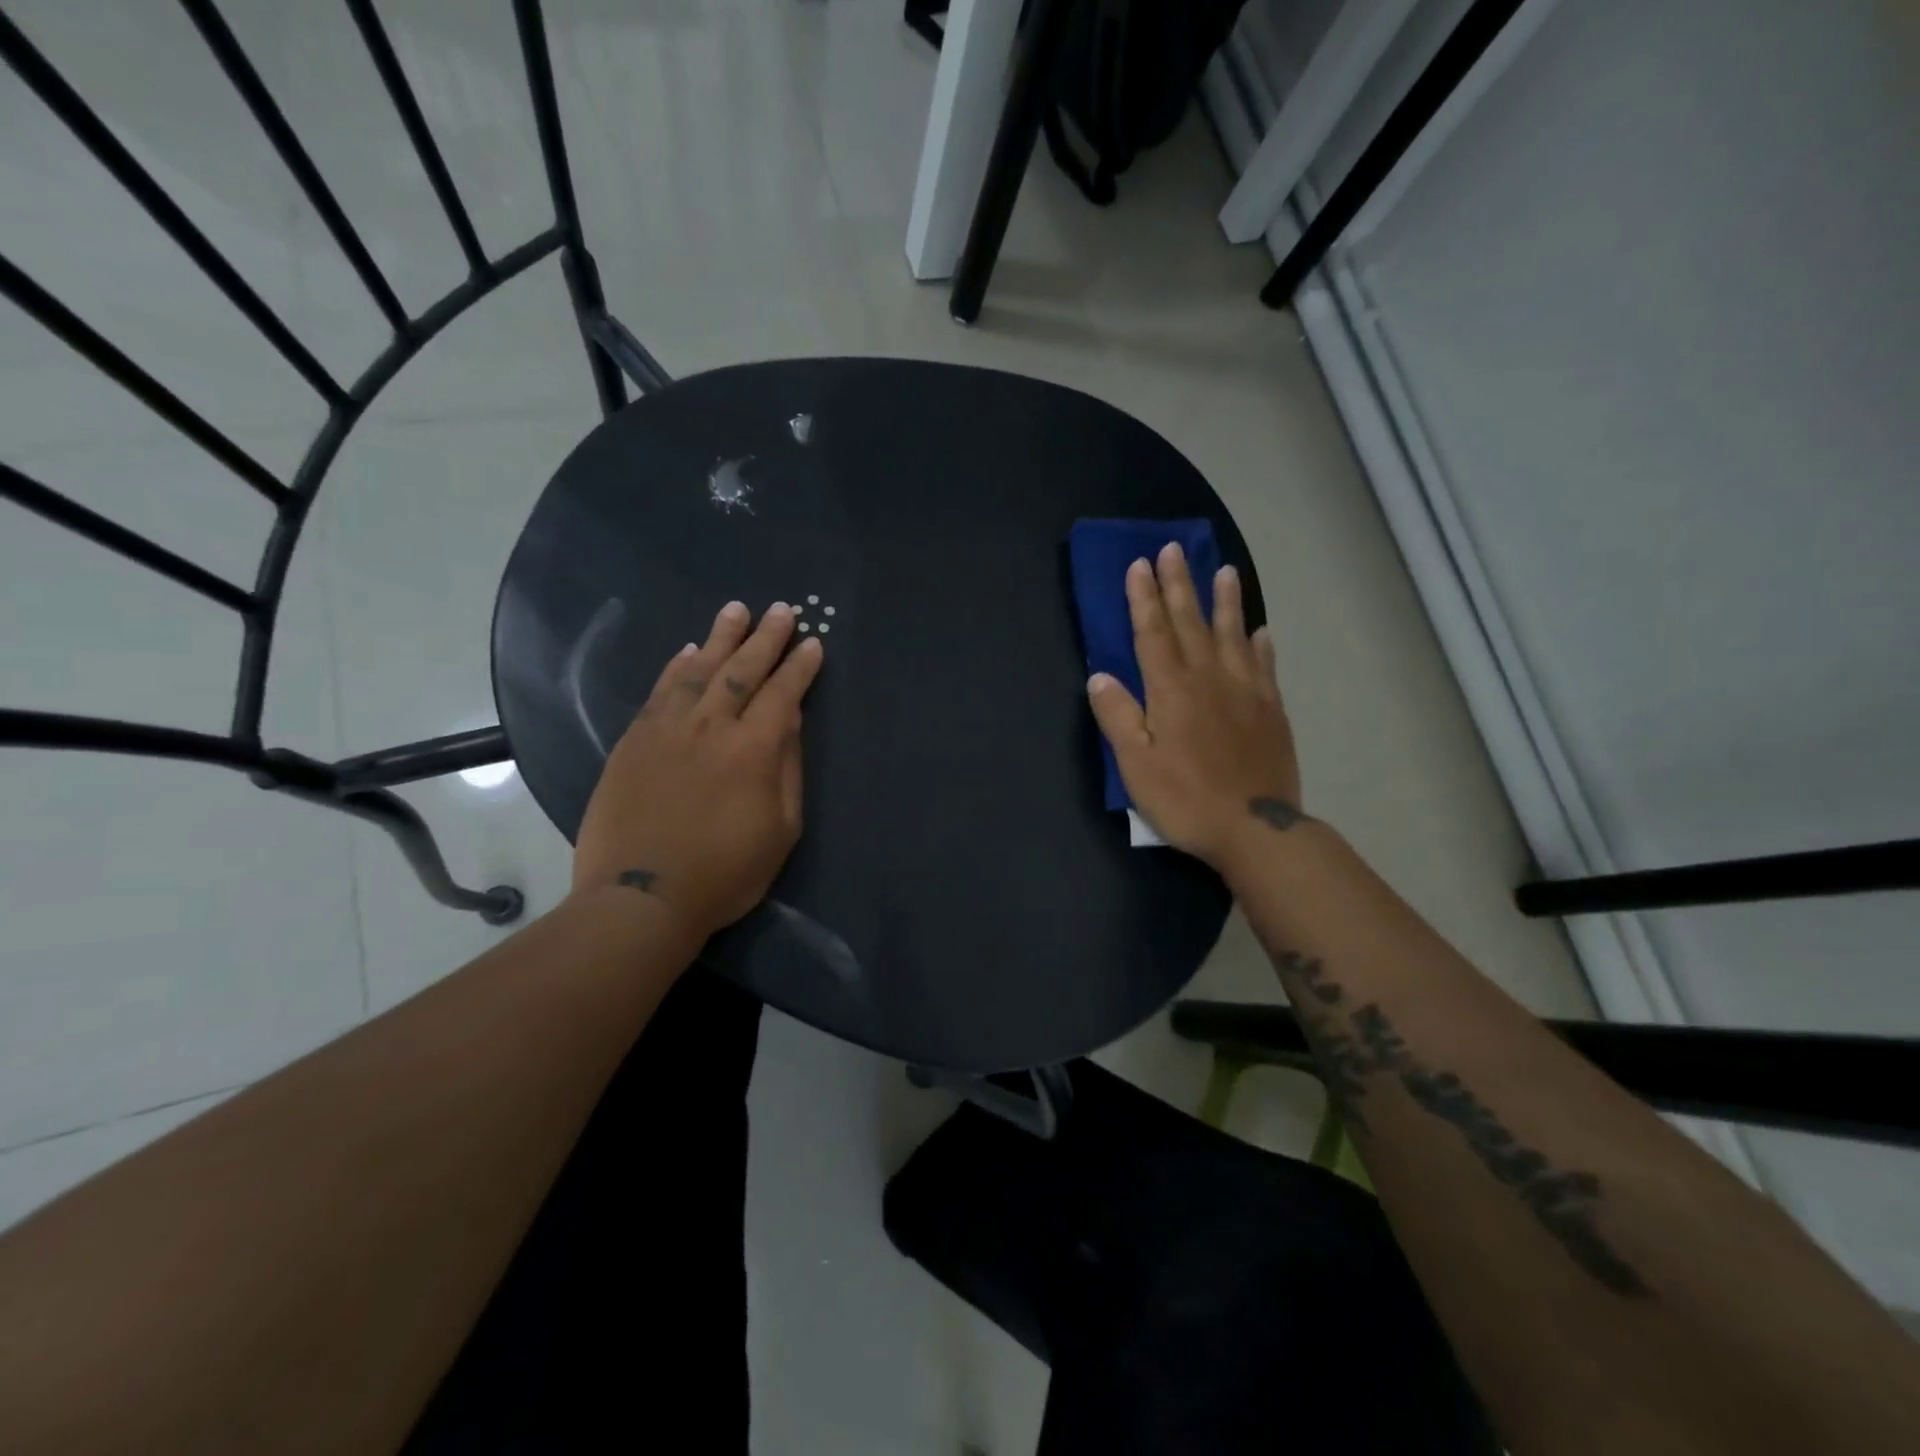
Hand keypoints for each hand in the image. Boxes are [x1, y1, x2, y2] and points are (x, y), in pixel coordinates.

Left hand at [572, 601, 824, 937]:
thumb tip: (789, 721)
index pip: (782, 693)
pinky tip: (687, 651)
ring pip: (698, 669)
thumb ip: (787, 769)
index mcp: (753, 749)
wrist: (641, 896)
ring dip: (720, 637)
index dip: (800, 667)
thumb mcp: (781, 829)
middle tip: (780, 610)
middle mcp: (711, 726)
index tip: (812, 643)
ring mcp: (667, 729)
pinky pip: (659, 691)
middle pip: (742, 670)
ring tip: (736, 610)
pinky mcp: (634, 741)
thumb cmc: (725, 872)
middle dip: (765, 638)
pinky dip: (676, 666)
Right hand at [1086, 543, 1302, 873]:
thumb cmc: (1185, 799)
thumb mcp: (1135, 765)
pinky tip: (1259, 631)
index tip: (1140, 564)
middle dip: (1179, 585)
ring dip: (1225, 602)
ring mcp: (1246, 691)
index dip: (1144, 598)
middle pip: (1191, 623)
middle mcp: (1209, 678)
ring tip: (1224, 571)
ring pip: (1232, 635)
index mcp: (1171, 690)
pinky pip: (1264, 666)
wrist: (1255, 829)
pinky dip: (1259, 644)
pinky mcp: (1271, 710)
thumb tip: (1099, 675)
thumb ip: (1117, 716)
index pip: (1152, 633)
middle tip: (1174, 549)